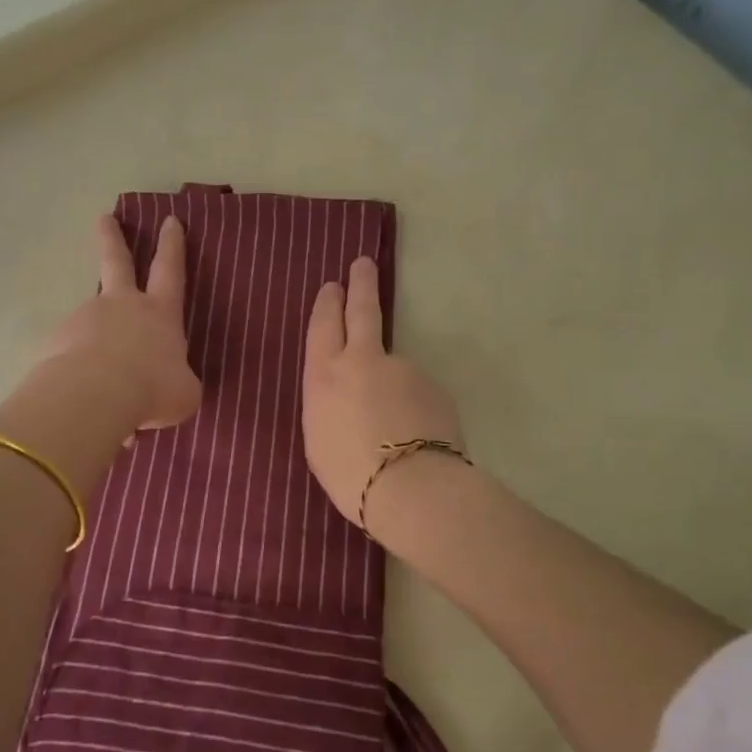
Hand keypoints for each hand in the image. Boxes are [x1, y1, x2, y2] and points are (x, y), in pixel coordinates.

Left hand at [40, 214, 201, 430]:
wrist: (94, 397)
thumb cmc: (152, 389)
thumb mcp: (184, 393)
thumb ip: (178, 383)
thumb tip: (169, 385)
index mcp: (159, 313)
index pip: (170, 270)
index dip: (172, 245)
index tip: (169, 220)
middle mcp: (121, 306)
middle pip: (116, 262)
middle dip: (112, 239)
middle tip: (104, 218)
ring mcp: (85, 319)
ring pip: (92, 324)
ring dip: (96, 342)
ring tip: (101, 383)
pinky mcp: (56, 341)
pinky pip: (71, 357)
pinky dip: (78, 373)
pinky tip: (83, 401)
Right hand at [303, 257, 462, 527]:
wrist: (410, 488)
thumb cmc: (348, 473)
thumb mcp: (318, 437)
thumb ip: (329, 403)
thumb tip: (346, 393)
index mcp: (324, 374)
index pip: (324, 325)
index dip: (328, 303)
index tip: (333, 286)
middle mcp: (362, 360)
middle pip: (363, 311)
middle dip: (361, 284)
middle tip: (362, 263)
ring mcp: (402, 368)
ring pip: (393, 365)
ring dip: (391, 384)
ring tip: (392, 430)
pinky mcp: (433, 385)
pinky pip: (418, 392)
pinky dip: (414, 407)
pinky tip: (414, 437)